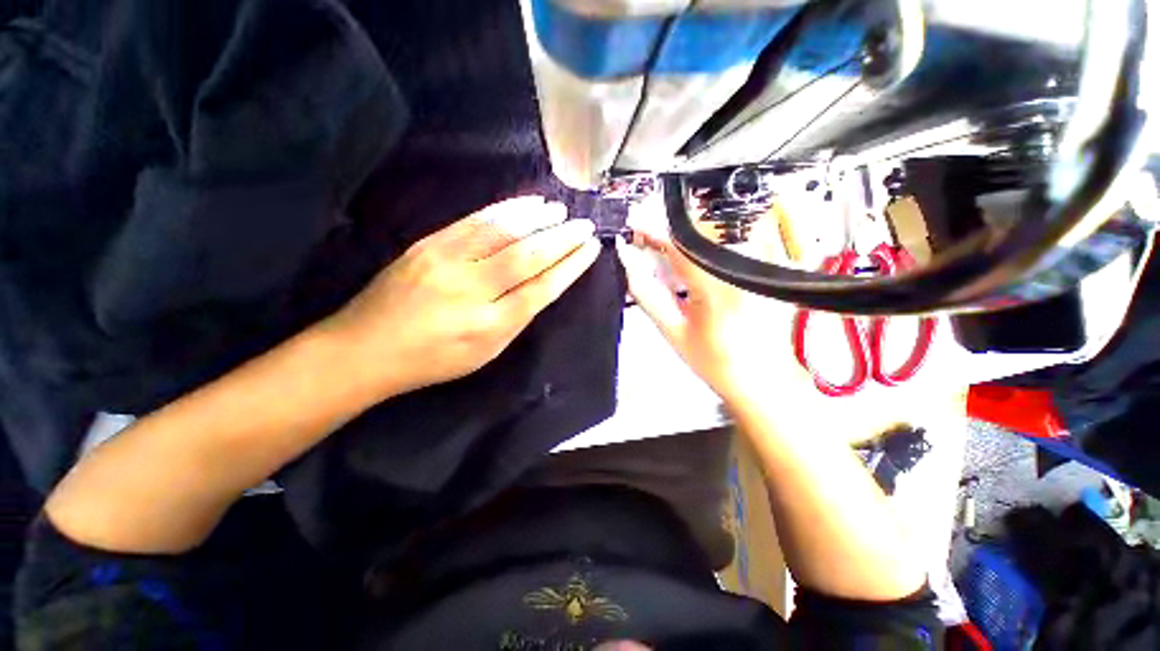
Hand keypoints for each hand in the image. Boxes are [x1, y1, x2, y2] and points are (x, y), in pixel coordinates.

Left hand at [324, 196, 600, 395]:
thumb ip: (515, 319)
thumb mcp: (484, 354)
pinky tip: (527, 204)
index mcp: (489, 325)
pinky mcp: (429, 243)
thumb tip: (541, 286)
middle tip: (585, 225)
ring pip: (503, 232)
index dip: (570, 267)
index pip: (541, 289)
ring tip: (561, 211)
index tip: (590, 249)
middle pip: (527, 257)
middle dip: (562, 239)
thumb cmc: (432, 360)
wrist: (365, 348)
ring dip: (538, 219)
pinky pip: (475, 221)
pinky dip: (506, 210)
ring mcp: (447, 261)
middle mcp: (472, 290)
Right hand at [616, 213, 805, 406]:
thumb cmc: (716, 362)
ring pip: (723, 226)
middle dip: (672, 229)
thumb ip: (646, 293)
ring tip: (673, 250)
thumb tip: (628, 260)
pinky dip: (718, 238)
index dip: (654, 231)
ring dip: (692, 232)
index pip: (680, 245)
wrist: (764, 379)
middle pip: (703, 228)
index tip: (636, 225)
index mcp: (719, 290)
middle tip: (650, 239)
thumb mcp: (672, 331)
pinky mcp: (779, 264)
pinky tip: (704, 256)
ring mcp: (770, 263)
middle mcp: (749, 269)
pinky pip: (747, 233)